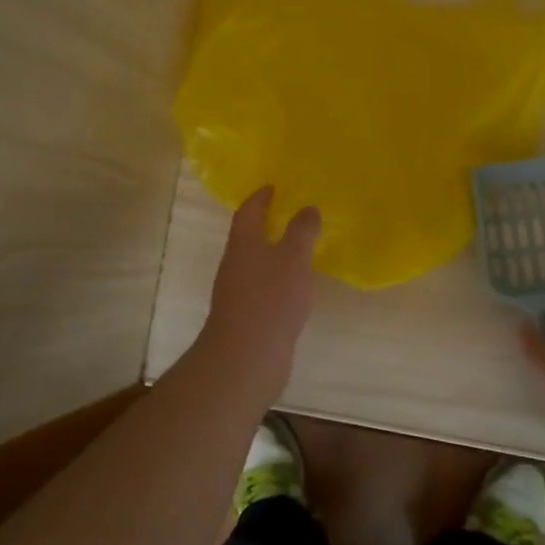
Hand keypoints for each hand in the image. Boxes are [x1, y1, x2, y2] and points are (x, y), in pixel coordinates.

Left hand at [200, 186, 321, 397]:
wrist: (246, 358)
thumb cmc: (270, 299)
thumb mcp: (293, 258)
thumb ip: (302, 232)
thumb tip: (308, 208)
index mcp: (243, 244)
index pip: (248, 212)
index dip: (260, 197)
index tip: (272, 186)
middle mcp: (236, 265)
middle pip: (248, 237)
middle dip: (266, 223)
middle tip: (291, 213)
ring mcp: (240, 293)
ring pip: (257, 264)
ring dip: (274, 253)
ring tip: (300, 248)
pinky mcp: (249, 317)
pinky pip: (265, 288)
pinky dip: (279, 280)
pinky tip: (297, 287)